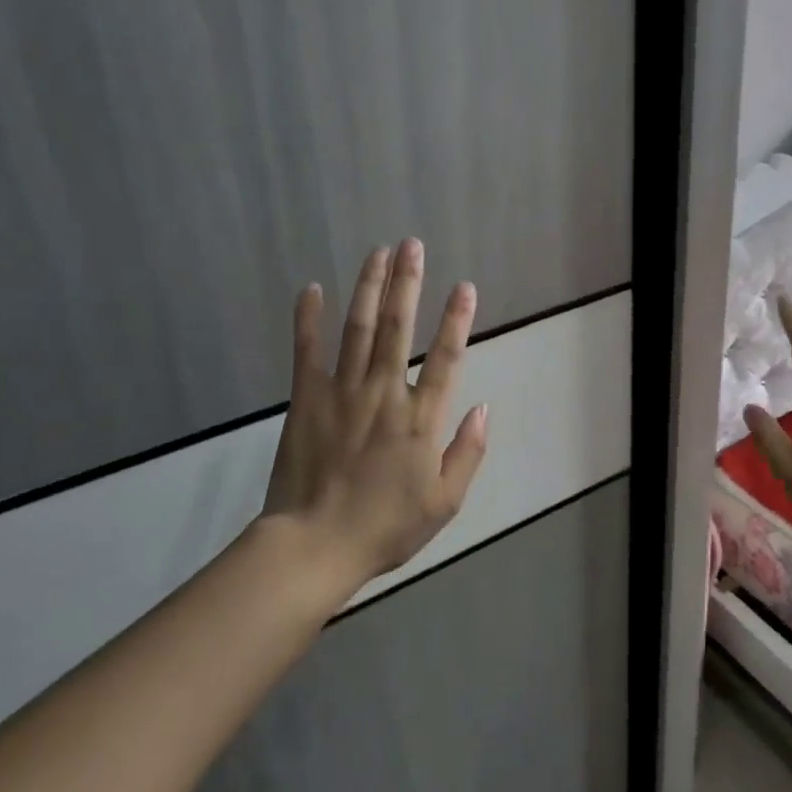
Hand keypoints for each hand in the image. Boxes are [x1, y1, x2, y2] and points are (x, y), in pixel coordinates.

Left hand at [262, 238, 488, 587]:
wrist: (315, 547)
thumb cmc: (386, 527)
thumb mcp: (445, 502)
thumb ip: (468, 452)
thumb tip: (485, 408)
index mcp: (420, 419)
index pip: (445, 358)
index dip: (456, 320)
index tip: (464, 286)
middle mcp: (384, 393)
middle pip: (397, 327)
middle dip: (406, 282)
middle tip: (411, 244)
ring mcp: (342, 393)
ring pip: (357, 329)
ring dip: (368, 287)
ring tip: (377, 252)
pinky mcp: (306, 400)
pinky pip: (307, 352)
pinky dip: (309, 319)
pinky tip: (312, 289)